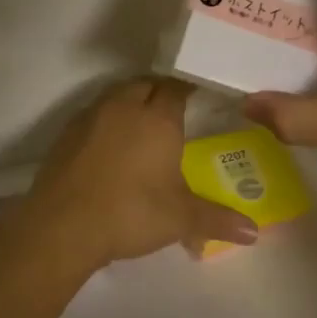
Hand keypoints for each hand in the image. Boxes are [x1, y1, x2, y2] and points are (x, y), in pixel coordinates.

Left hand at [19, 77, 258, 268]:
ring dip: (131, 102)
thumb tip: (254, 233)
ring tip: (143, 125)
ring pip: (116, 95)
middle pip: (146, 84)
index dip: (190, 88)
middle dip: (160, 92)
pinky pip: (94, 114)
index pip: (178, 87)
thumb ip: (218, 220)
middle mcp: (124, 107)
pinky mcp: (66, 134)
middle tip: (175, 112)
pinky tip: (110, 145)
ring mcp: (90, 117)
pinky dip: (107, 121)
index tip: (201, 97)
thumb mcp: (180, 219)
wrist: (62, 226)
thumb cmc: (130, 213)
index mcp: (157, 118)